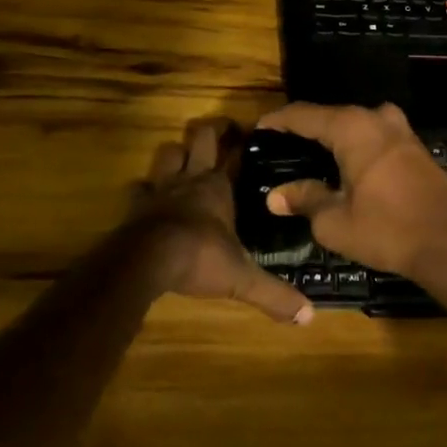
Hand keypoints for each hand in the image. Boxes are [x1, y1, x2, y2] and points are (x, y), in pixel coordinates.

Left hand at [124, 117, 314, 324]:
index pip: (234, 153)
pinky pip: (139, 187)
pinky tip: (148, 195)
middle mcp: (190, 180)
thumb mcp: (242, 278)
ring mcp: (160, 189)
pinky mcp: (136, 205)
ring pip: (168, 153)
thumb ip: (274, 294)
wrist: (146, 261)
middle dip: (211, 130)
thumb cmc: (198, 258)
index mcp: (217, 188)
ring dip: (177, 152)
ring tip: (185, 158)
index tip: (251, 132)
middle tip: (222, 130)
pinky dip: (145, 188)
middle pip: (199, 138)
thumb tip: (309, 316)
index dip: (242, 141)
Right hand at [255, 102, 446, 293]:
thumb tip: (275, 195)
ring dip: (331, 140)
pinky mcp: (415, 147)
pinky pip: (373, 138)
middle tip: (279, 151)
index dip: (277, 122)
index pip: (303, 114)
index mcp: (352, 127)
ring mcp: (401, 130)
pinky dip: (353, 148)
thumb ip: (304, 199)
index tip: (257, 131)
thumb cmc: (388, 229)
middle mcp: (376, 118)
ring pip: (354, 127)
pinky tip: (341, 169)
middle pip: (330, 117)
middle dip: (304, 131)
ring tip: (306, 161)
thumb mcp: (335, 221)